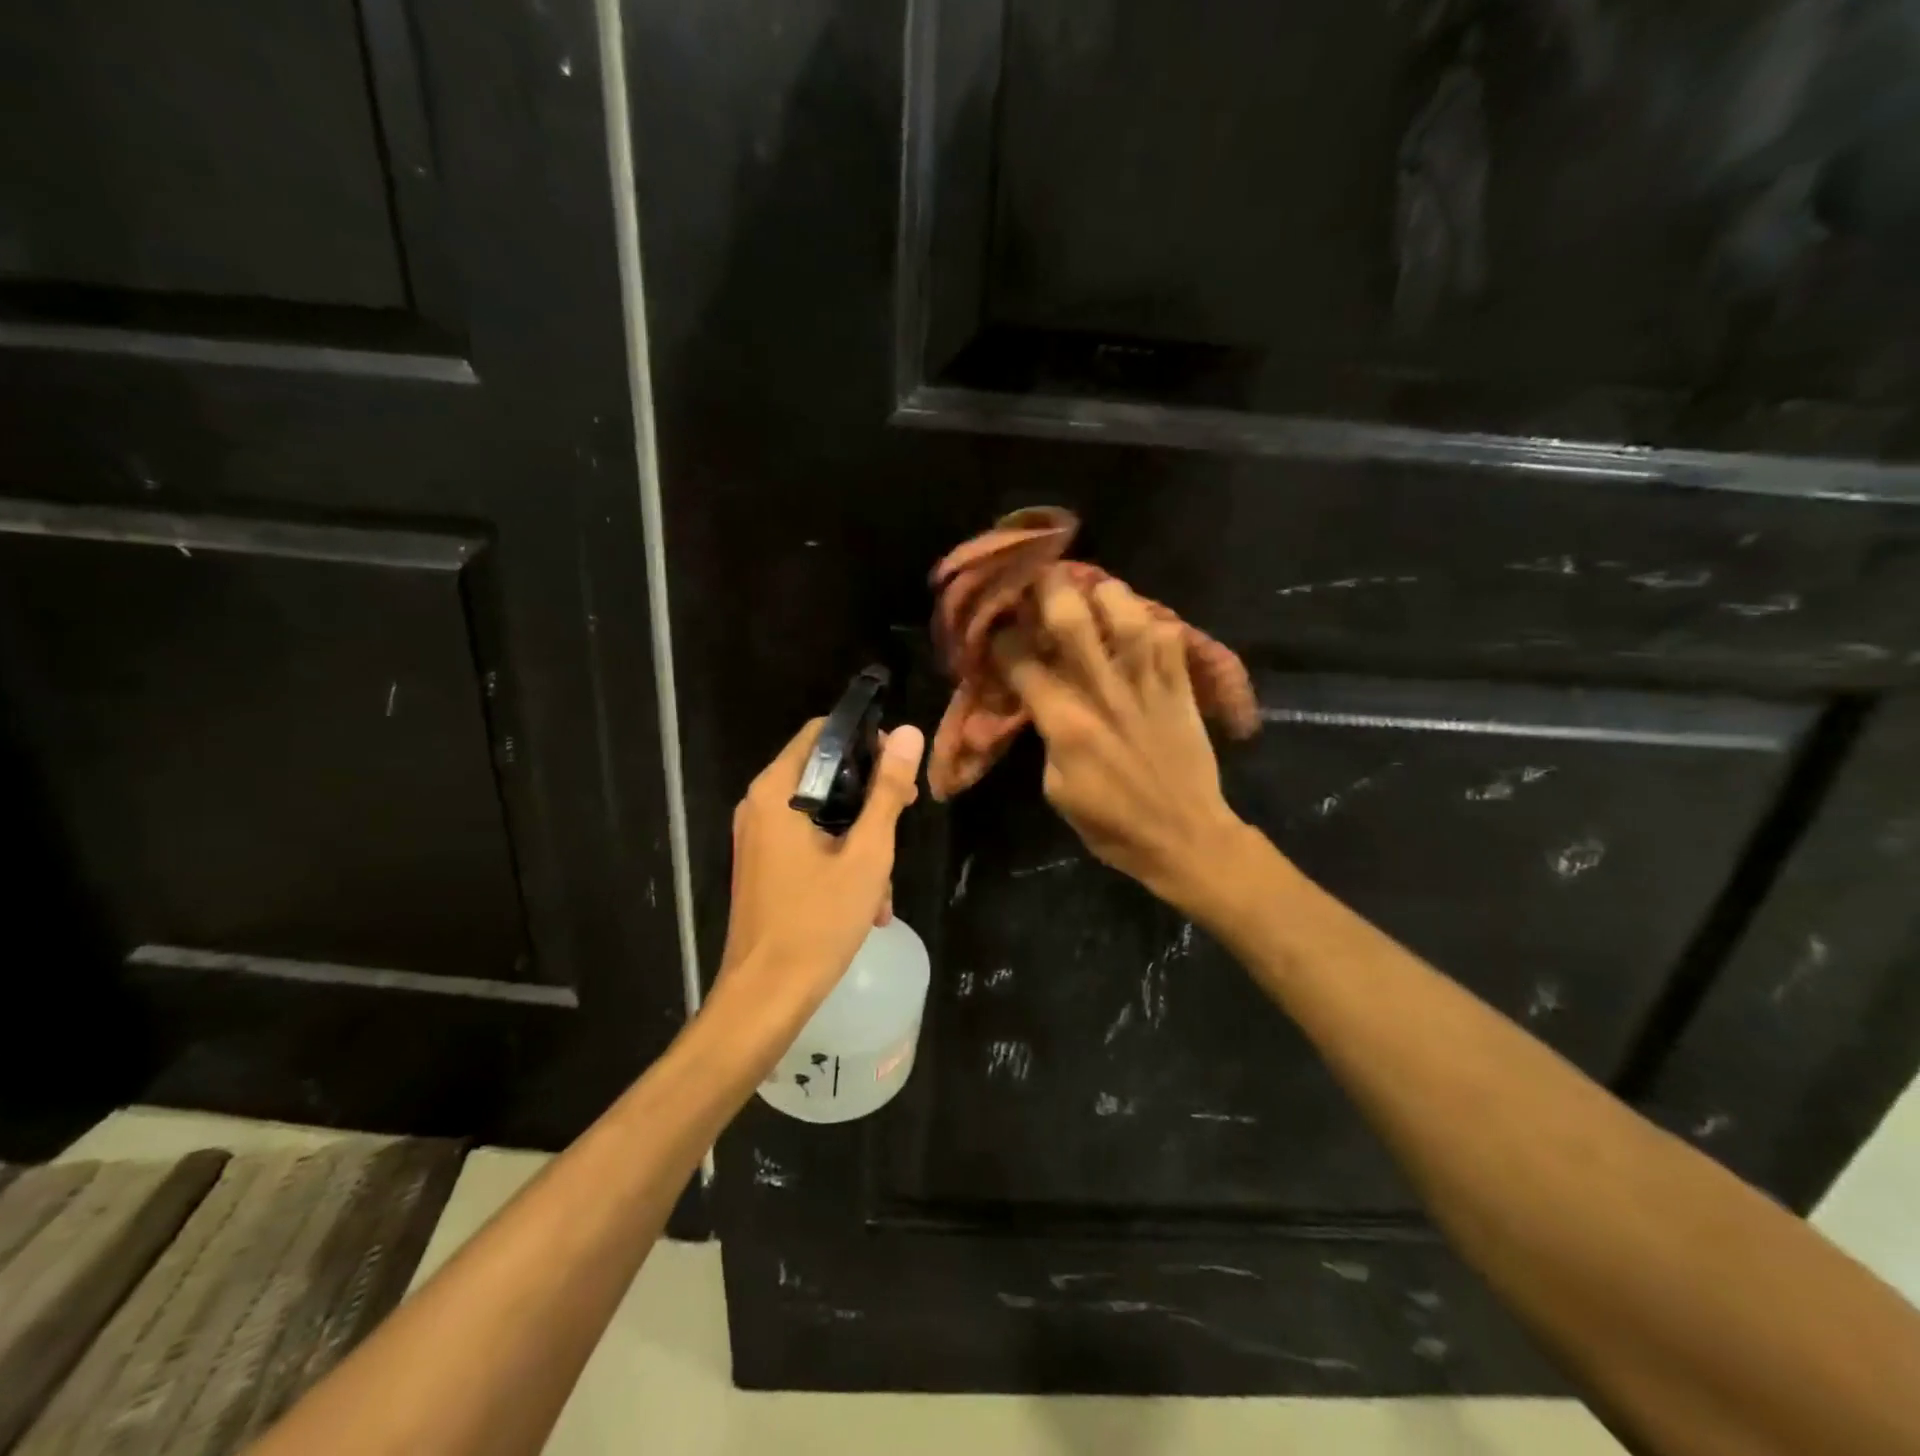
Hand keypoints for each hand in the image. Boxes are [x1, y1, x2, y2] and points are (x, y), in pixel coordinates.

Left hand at [716, 718, 925, 1015]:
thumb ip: (887, 791)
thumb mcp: (867, 853)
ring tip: (886, 883)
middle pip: (824, 774)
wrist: (766, 997)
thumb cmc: (818, 921)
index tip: (900, 769)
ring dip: (861, 840)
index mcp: (776, 792)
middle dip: (870, 797)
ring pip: (823, 815)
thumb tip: (910, 733)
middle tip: (906, 817)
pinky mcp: (765, 866)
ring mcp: (759, 838)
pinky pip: (810, 844)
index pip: (822, 733)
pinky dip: (841, 861)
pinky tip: (869, 903)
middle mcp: (760, 805)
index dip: (866, 741)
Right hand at [993, 570, 1245, 914]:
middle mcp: (1105, 692)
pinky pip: (1170, 635)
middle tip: (1038, 578)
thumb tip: (1042, 703)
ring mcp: (1148, 684)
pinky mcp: (1182, 686)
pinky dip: (1151, 620)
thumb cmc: (1112, 824)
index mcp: (1066, 723)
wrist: (1185, 837)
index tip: (996, 628)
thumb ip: (1047, 737)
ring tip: (1094, 590)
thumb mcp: (1057, 789)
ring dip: (1105, 593)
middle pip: (1073, 620)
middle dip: (1049, 590)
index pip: (1022, 662)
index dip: (1003, 638)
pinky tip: (1138, 622)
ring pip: (1127, 614)